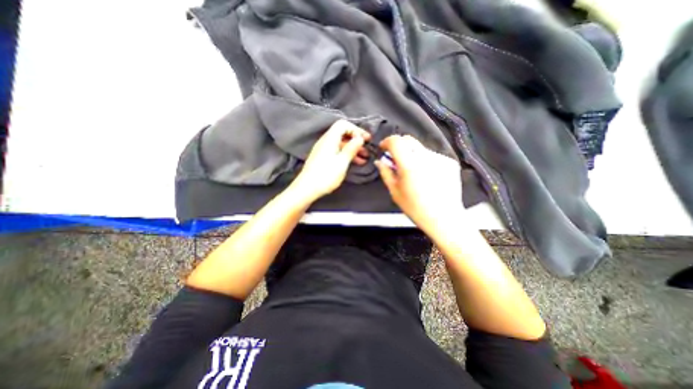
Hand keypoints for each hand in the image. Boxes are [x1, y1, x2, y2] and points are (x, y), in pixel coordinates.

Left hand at [291, 121, 370, 201]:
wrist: (307, 189)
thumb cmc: (326, 175)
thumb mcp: (342, 162)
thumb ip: (351, 149)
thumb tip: (360, 138)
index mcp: (330, 139)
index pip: (343, 125)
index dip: (356, 129)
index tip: (366, 139)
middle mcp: (325, 141)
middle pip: (342, 134)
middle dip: (356, 140)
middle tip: (368, 149)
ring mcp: (323, 150)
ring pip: (341, 144)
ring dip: (353, 149)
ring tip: (364, 158)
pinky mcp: (322, 158)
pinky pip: (337, 152)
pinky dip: (346, 155)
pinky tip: (356, 163)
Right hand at [377, 136, 461, 234]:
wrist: (444, 218)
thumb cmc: (415, 208)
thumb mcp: (395, 192)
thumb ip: (385, 173)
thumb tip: (379, 161)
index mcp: (409, 165)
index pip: (396, 141)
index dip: (387, 142)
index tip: (383, 148)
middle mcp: (425, 157)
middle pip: (408, 140)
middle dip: (399, 146)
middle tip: (396, 160)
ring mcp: (440, 158)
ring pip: (420, 148)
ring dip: (412, 155)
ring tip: (413, 172)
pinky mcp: (449, 162)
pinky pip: (432, 156)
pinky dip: (425, 161)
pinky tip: (426, 176)